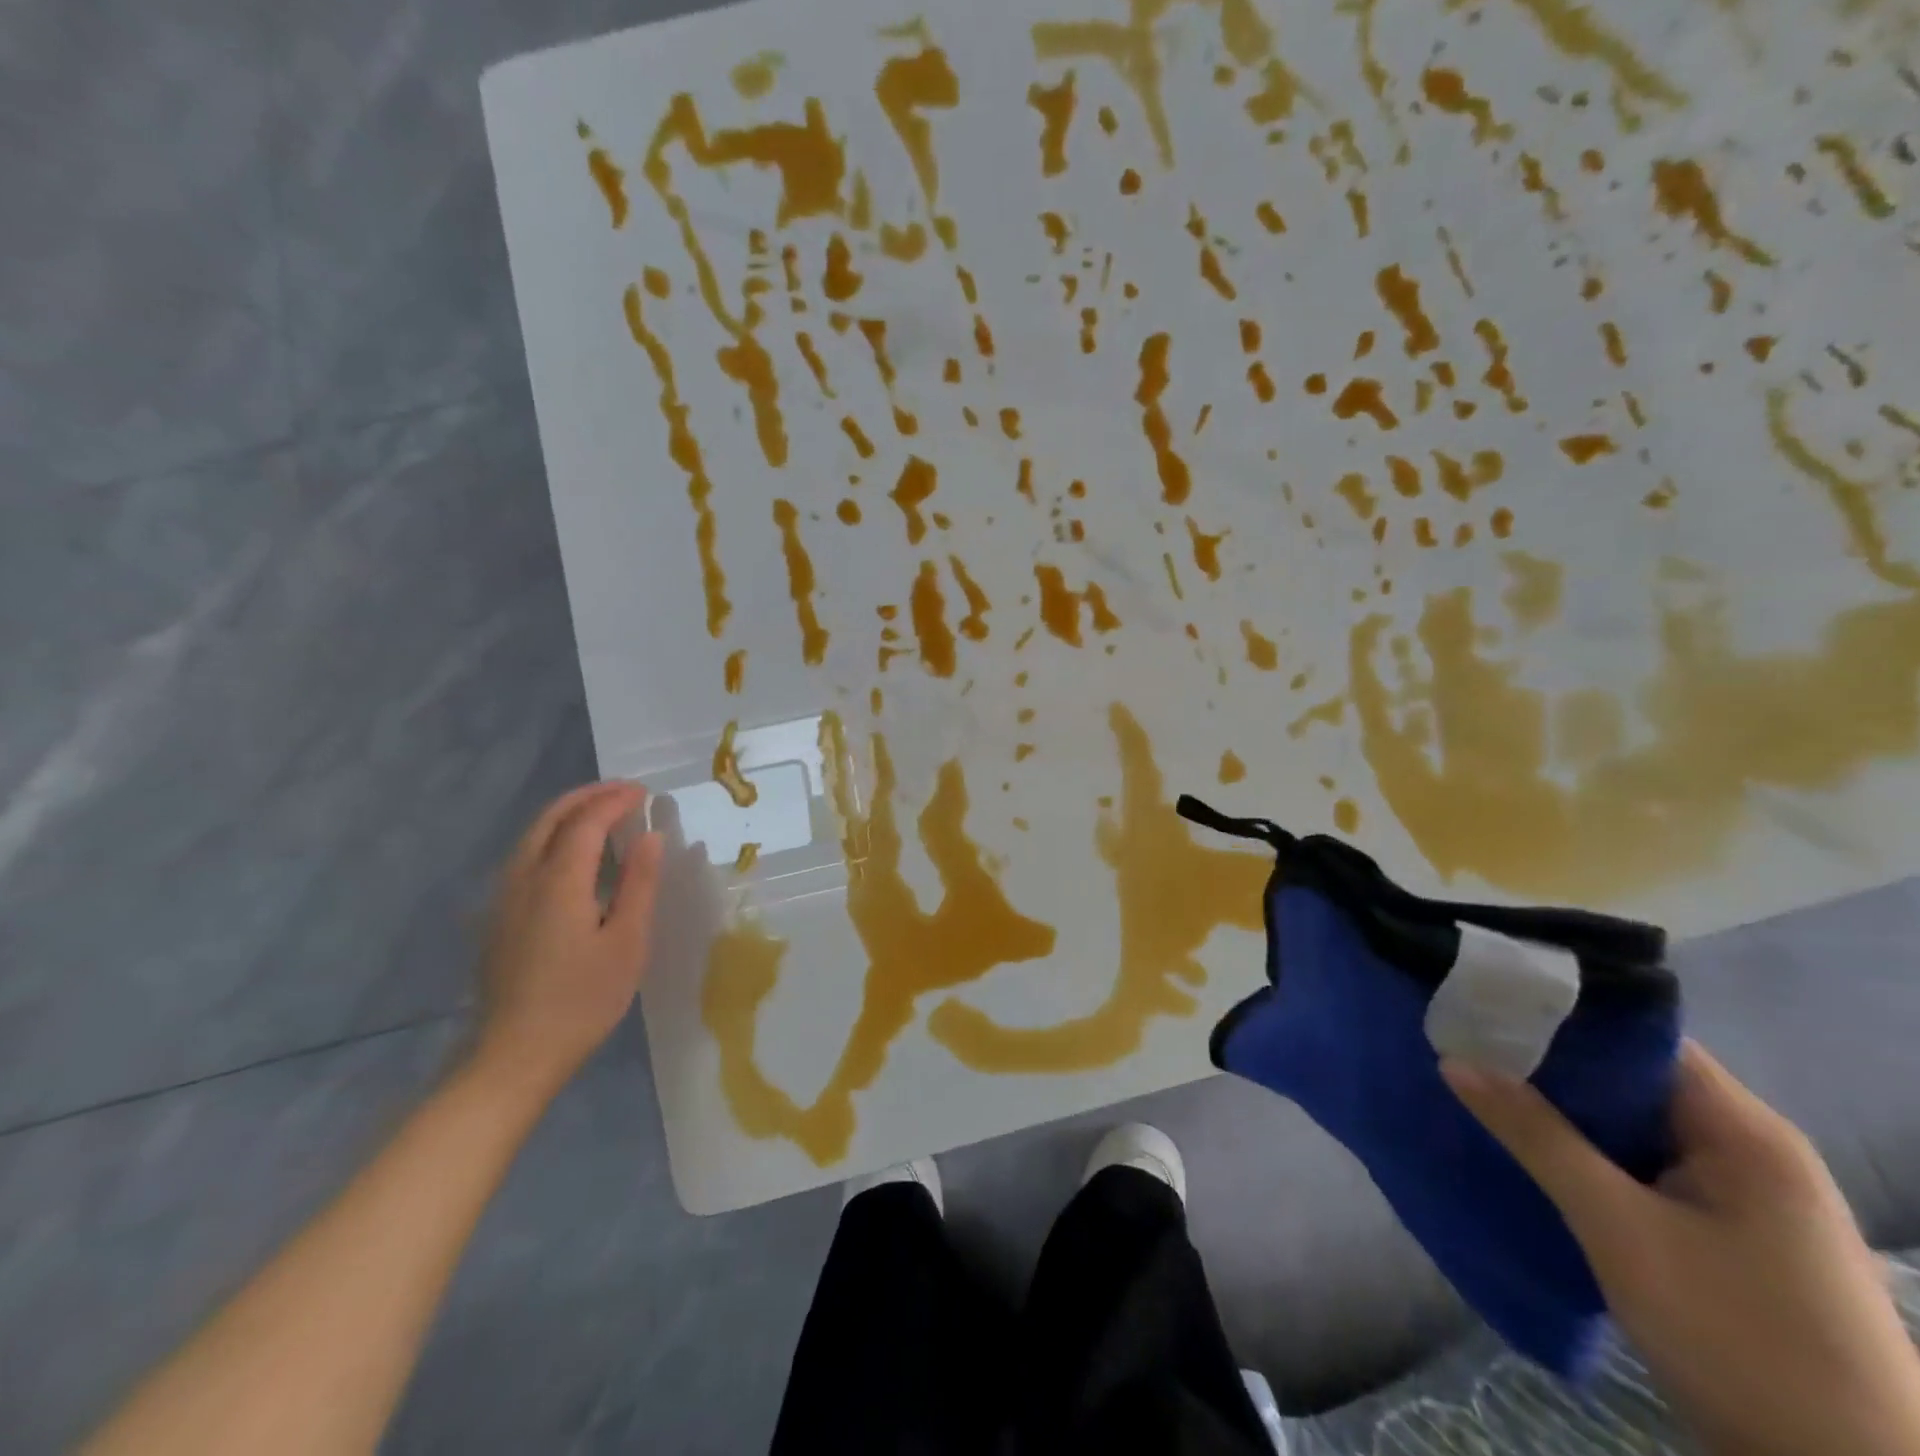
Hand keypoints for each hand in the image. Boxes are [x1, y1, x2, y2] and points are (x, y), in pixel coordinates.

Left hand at [472, 781, 663, 1097]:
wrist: (515, 1055)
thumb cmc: (583, 999)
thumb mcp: (627, 942)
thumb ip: (639, 883)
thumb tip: (651, 836)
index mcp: (558, 882)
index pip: (586, 822)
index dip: (615, 801)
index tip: (644, 792)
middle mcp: (523, 879)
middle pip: (550, 819)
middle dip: (588, 797)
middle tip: (624, 791)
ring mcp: (504, 898)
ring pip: (532, 835)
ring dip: (568, 813)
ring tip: (603, 812)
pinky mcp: (498, 917)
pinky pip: (525, 856)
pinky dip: (553, 836)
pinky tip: (573, 853)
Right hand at [1445, 1041, 1919, 1455]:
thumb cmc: (1741, 1340)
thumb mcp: (1620, 1230)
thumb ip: (1536, 1136)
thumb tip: (1455, 1060)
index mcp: (1744, 1131)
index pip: (1638, 1038)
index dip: (1561, 1017)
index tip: (1485, 1010)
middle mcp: (1750, 1149)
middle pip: (1632, 1080)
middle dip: (1550, 1067)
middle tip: (1468, 1049)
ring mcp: (1743, 1196)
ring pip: (1633, 1126)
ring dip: (1564, 1114)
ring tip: (1484, 1091)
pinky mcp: (1730, 1235)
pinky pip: (1643, 1167)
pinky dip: (1588, 1154)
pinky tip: (1534, 1154)